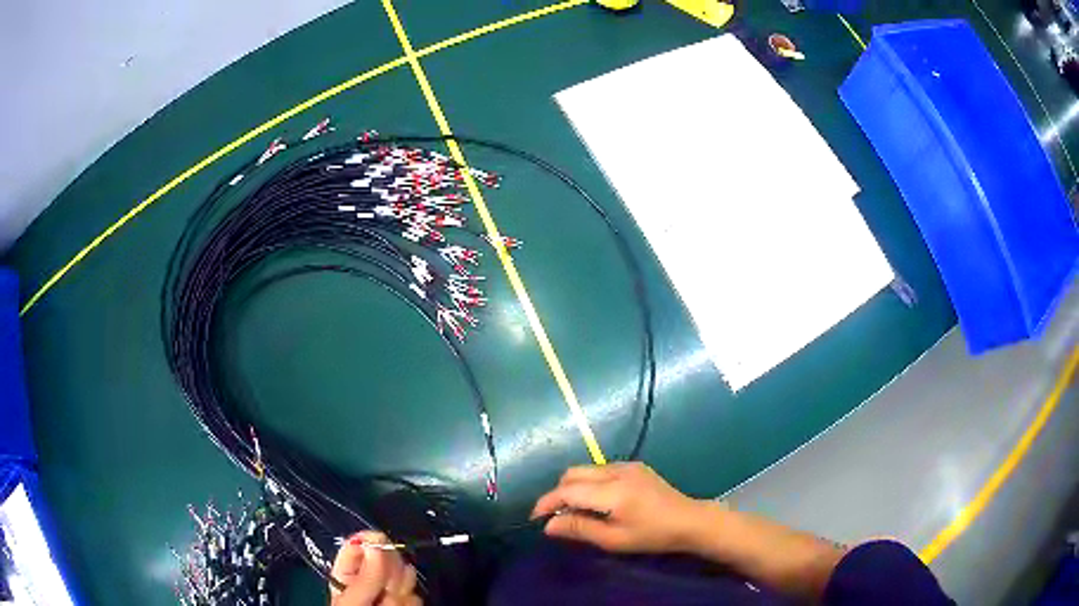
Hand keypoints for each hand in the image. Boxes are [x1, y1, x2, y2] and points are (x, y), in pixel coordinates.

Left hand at [330, 531, 421, 605]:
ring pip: (406, 579)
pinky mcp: (407, 604)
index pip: (360, 546)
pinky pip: (416, 597)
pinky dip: (409, 605)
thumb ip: (364, 577)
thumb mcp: (351, 602)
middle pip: (389, 559)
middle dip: (390, 573)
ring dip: (399, 594)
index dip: (372, 542)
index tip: (382, 544)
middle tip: (383, 590)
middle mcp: (371, 580)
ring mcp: (390, 593)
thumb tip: (375, 543)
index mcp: (348, 574)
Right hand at [531, 462, 705, 553]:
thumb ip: (580, 529)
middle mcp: (617, 471)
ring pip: (586, 469)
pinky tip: (596, 502)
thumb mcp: (614, 539)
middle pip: (573, 473)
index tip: (535, 518)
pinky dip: (589, 483)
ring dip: (573, 487)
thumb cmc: (652, 535)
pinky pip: (600, 470)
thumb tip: (549, 525)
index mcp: (612, 491)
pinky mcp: (635, 466)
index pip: (567, 490)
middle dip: (557, 493)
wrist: (689, 520)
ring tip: (575, 511)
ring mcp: (627, 465)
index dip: (547, 502)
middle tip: (556, 516)